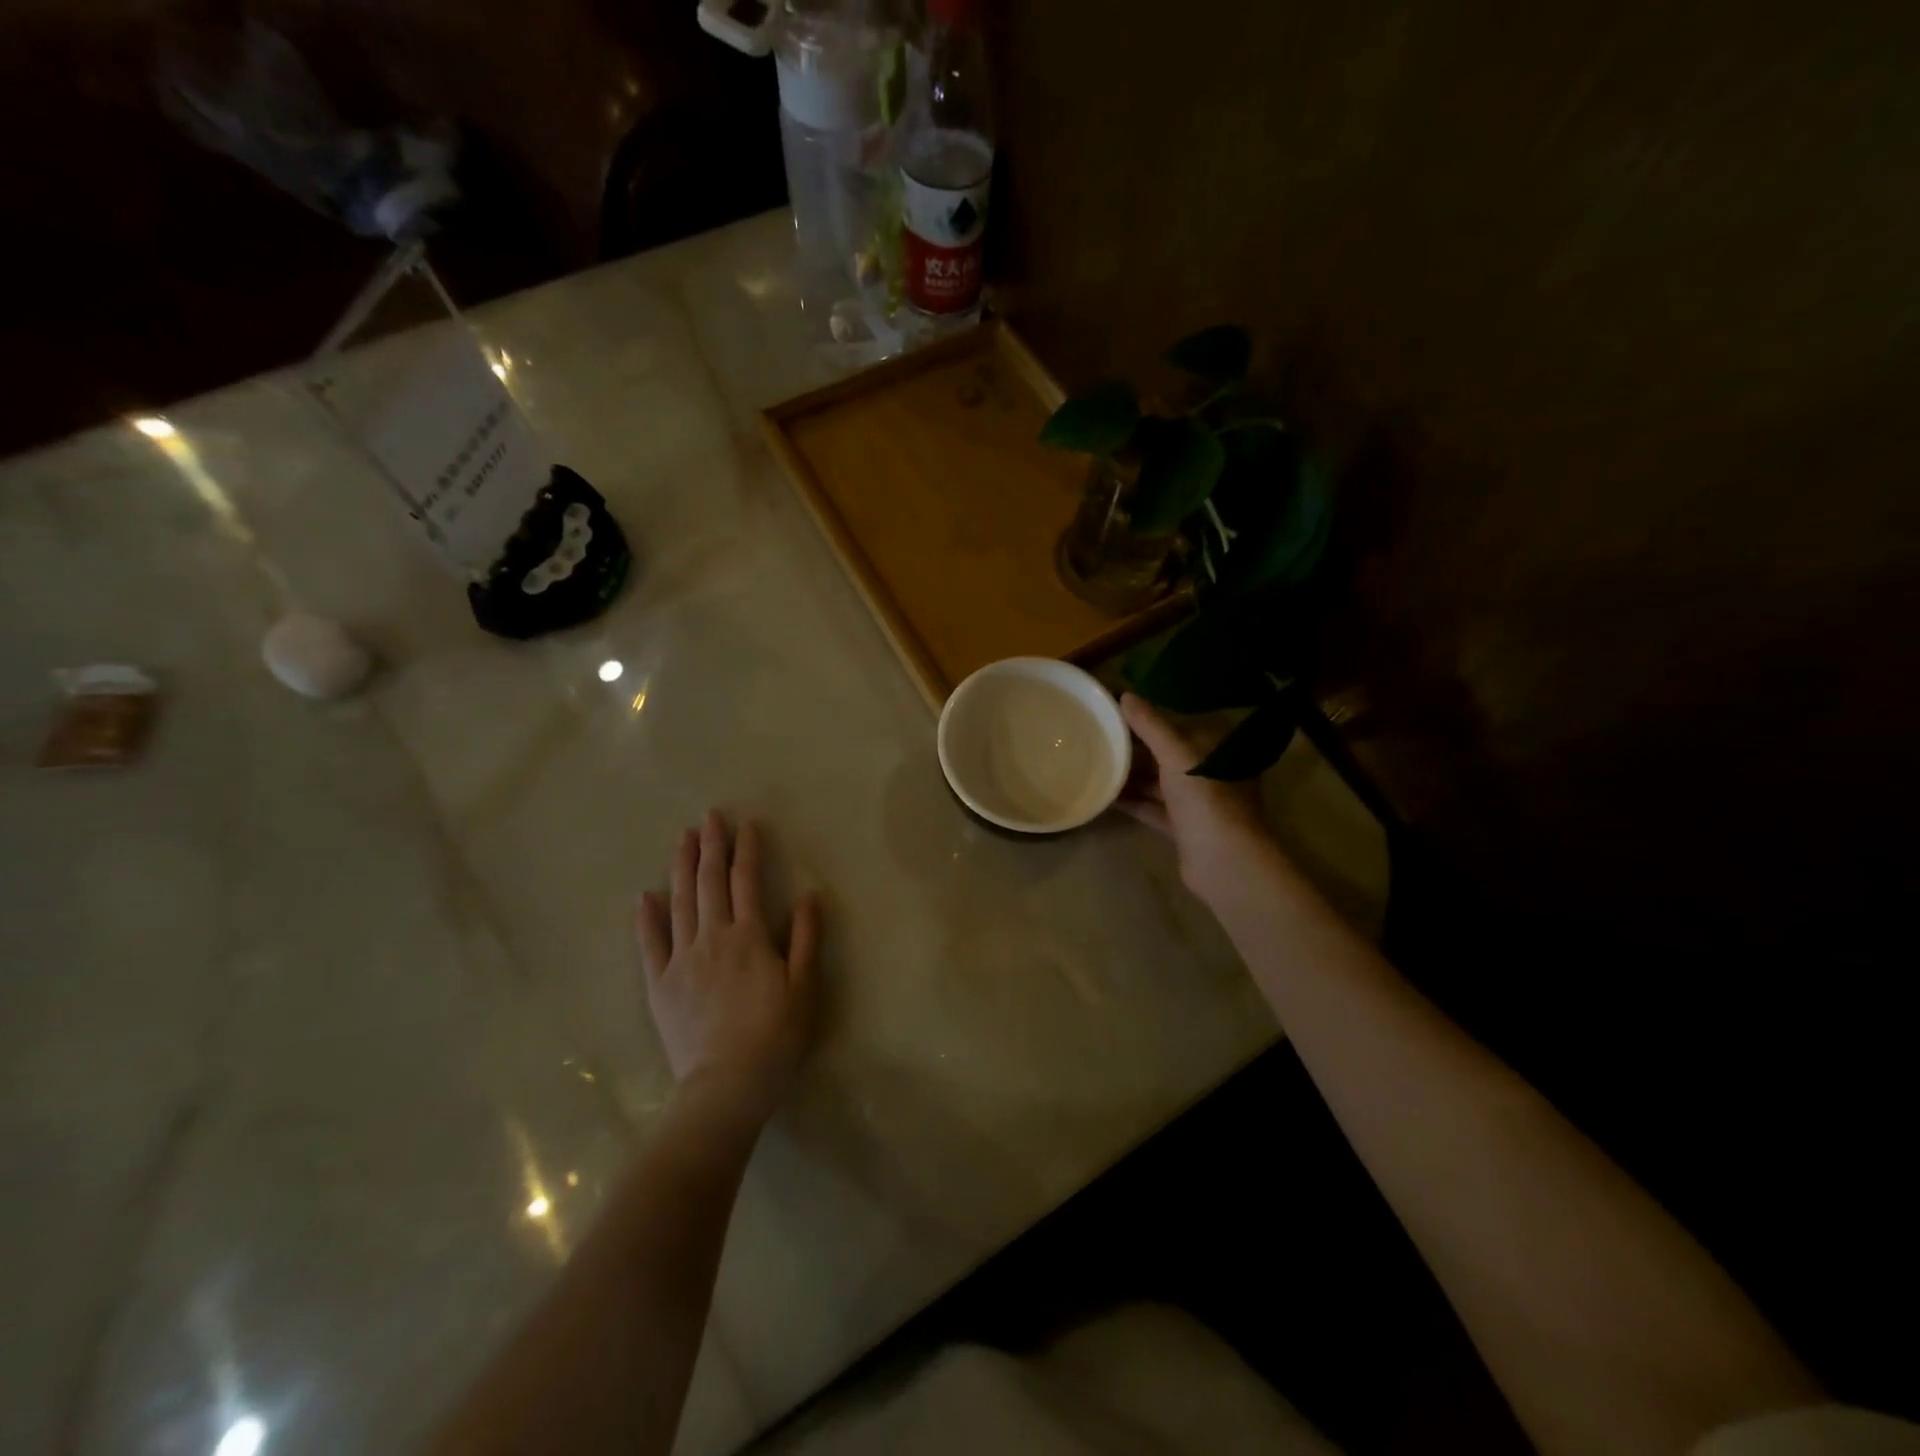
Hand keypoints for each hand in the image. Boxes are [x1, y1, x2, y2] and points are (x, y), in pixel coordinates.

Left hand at [636, 811, 820, 1128]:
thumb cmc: (774, 1037)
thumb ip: (805, 938)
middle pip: (710, 882)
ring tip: (683, 839)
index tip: (747, 823)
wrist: (725, 1087)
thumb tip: (807, 895)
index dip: (747, 849)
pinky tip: (645, 896)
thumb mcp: (804, 987)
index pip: (747, 881)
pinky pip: (650, 944)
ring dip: (682, 867)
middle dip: (711, 846)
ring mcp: (681, 960)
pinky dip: (646, 918)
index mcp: (748, 936)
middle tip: (709, 816)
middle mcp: (712, 938)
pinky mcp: (659, 985)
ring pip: (680, 902)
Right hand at [1118, 693, 1275, 902]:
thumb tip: (1125, 696)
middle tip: (1099, 737)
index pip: (1180, 725)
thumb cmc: (1206, 798)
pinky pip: (1153, 808)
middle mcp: (1209, 773)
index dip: (1150, 717)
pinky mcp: (1183, 827)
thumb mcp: (1177, 754)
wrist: (1223, 861)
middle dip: (1136, 748)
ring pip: (1158, 782)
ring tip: (1096, 763)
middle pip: (1167, 754)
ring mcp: (1197, 802)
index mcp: (1216, 750)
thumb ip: (1151, 725)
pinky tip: (1106, 796)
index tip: (1118, 711)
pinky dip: (1132, 802)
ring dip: (1131, 775)